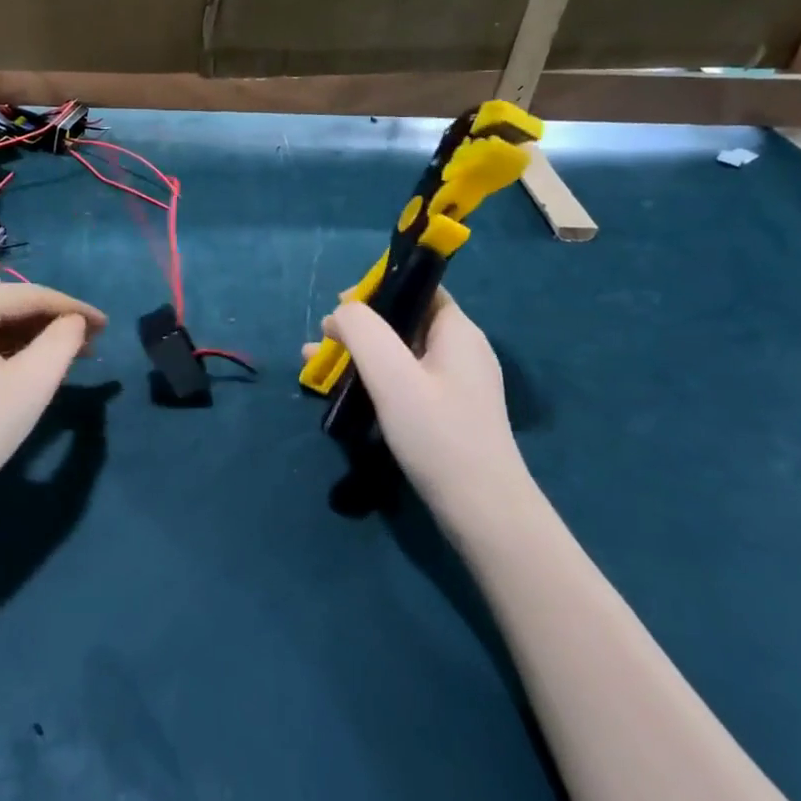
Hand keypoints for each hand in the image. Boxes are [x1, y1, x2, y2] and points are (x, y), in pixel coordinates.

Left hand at [0, 282, 105, 534]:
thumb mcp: (32, 383)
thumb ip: (64, 340)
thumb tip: (75, 322)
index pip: (31, 296)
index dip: (75, 309)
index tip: (108, 325)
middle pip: (7, 307)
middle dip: (50, 325)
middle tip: (90, 345)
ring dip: (28, 337)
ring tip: (66, 356)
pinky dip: (0, 348)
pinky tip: (27, 364)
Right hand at [306, 289, 529, 521]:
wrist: (483, 513)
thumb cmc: (437, 434)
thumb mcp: (391, 374)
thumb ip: (362, 330)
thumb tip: (342, 312)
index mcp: (457, 331)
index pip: (418, 288)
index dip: (377, 289)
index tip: (339, 308)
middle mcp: (461, 350)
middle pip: (404, 320)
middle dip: (360, 326)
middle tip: (322, 341)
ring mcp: (456, 384)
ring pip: (400, 353)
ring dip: (360, 354)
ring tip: (317, 365)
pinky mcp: (448, 413)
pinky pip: (406, 381)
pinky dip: (374, 379)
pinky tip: (344, 393)